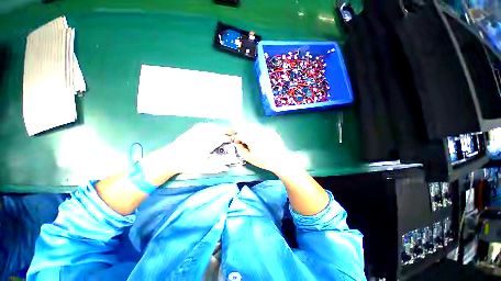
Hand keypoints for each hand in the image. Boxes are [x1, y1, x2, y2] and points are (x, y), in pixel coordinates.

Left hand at [149, 123, 230, 174]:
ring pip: (212, 126)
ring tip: (224, 131)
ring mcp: (198, 132)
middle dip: (227, 130)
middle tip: (231, 133)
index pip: (222, 138)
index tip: (232, 140)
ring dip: (220, 127)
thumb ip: (215, 168)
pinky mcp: (192, 130)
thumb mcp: (202, 168)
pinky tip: (212, 127)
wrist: (170, 158)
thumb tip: (226, 168)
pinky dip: (210, 126)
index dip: (228, 138)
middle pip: (219, 129)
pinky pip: (203, 125)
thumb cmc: (187, 164)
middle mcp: (204, 136)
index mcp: (208, 145)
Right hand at [233, 127, 291, 173]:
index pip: (240, 134)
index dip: (237, 138)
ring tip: (251, 139)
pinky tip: (261, 139)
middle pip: (246, 128)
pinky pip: (261, 129)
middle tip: (243, 140)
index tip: (237, 142)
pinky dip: (258, 132)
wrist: (279, 160)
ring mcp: (265, 130)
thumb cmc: (263, 160)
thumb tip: (238, 144)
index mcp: (251, 138)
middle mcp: (257, 132)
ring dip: (250, 131)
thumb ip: (240, 150)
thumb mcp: (249, 158)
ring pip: (254, 127)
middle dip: (242, 133)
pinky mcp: (271, 131)